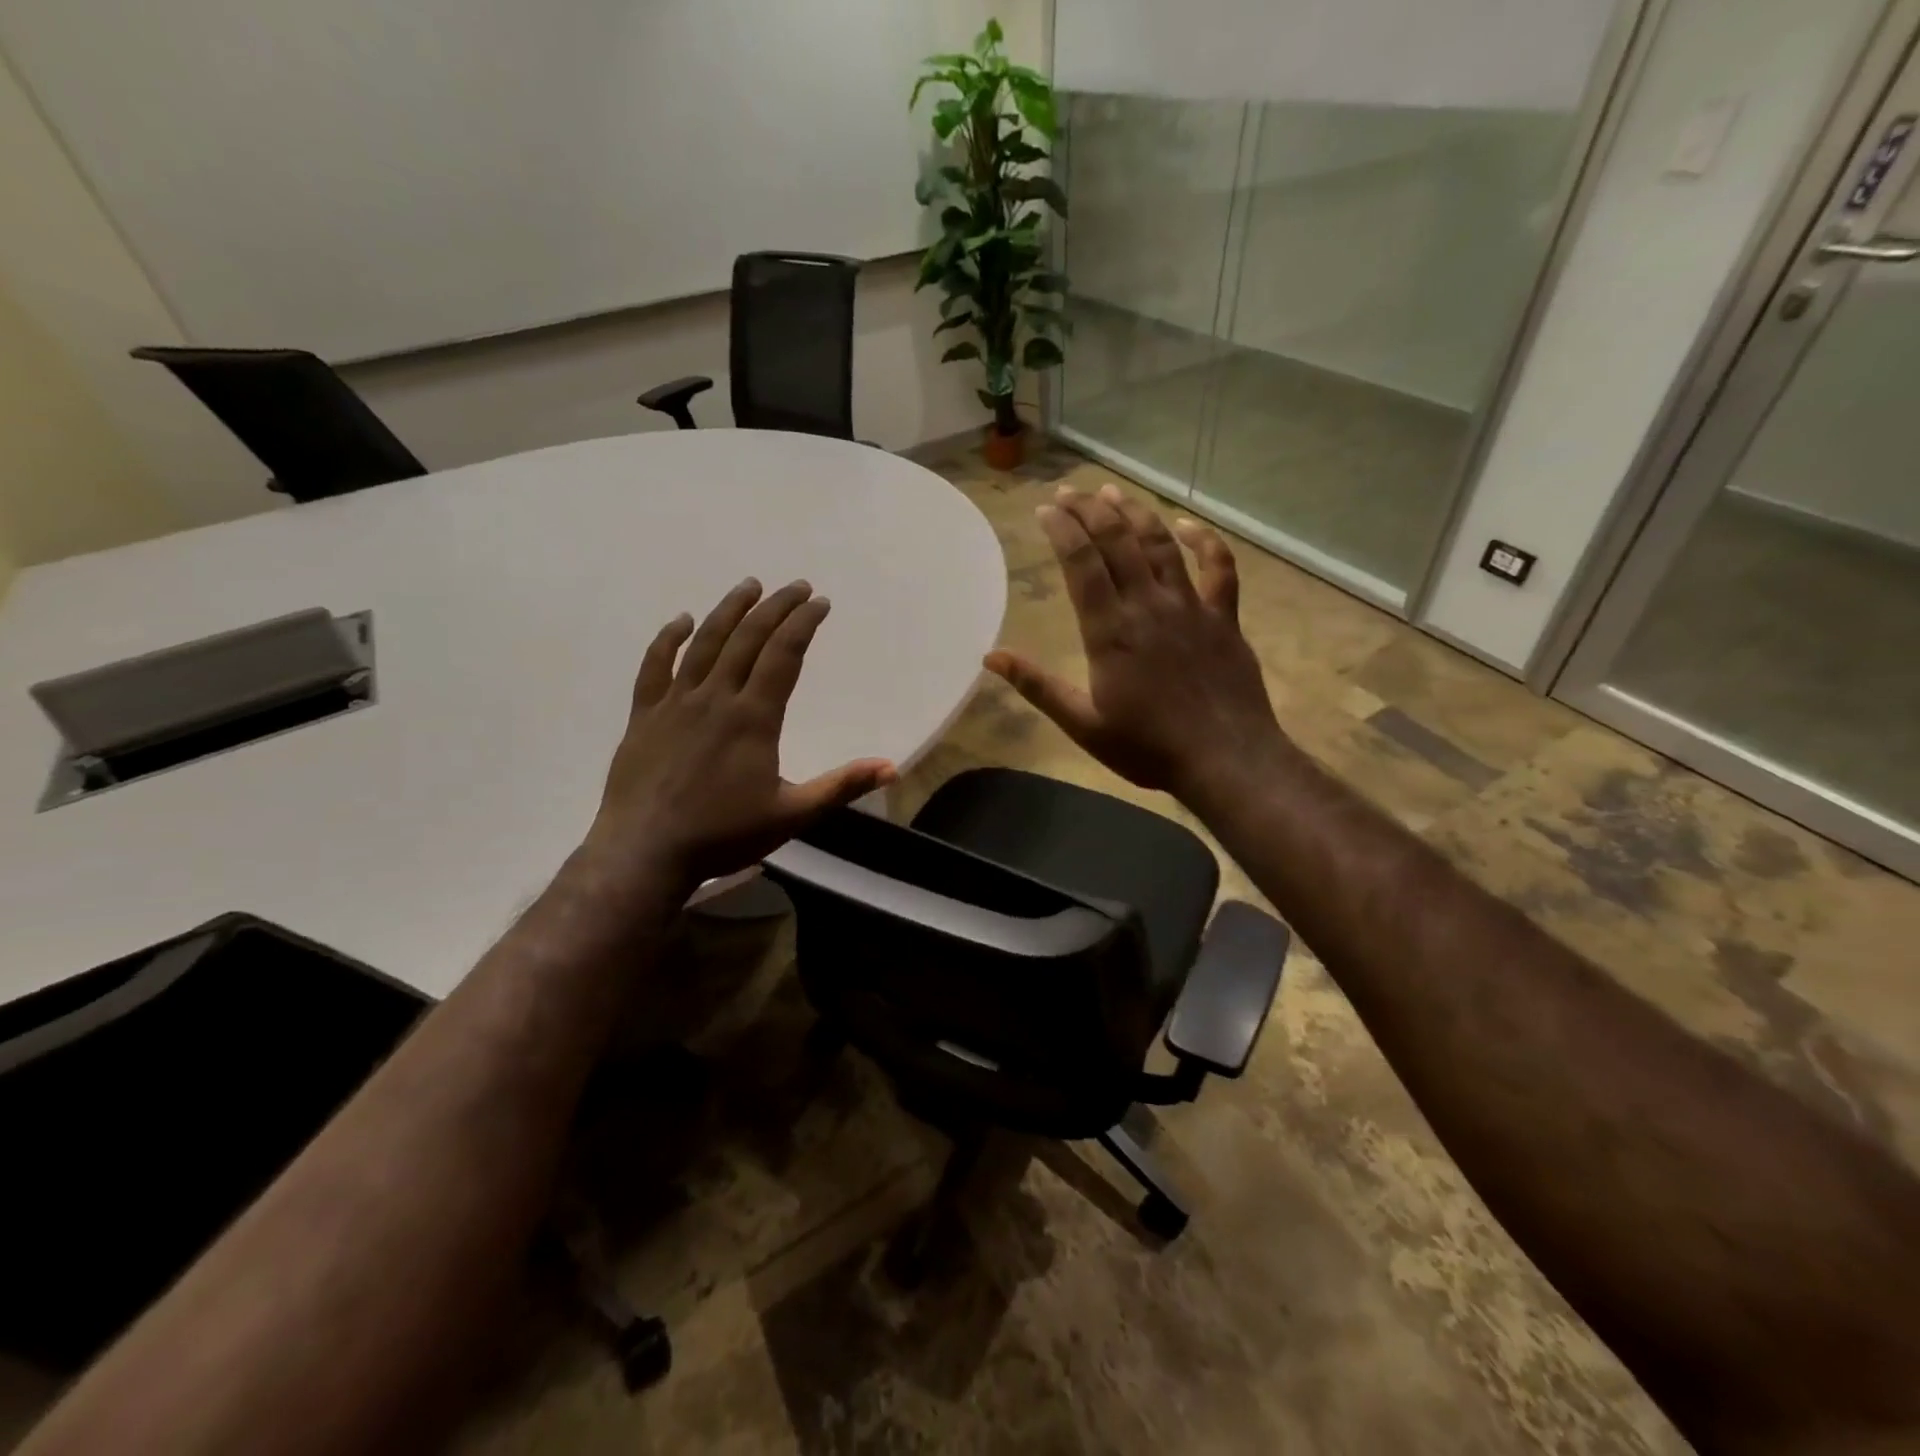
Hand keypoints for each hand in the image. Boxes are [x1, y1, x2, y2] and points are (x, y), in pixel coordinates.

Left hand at [587, 578, 895, 889]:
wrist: (644, 852)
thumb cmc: (723, 835)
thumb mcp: (793, 815)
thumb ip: (841, 786)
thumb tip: (891, 768)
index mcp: (753, 718)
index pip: (784, 655)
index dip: (804, 624)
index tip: (820, 602)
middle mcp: (715, 698)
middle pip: (748, 639)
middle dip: (776, 607)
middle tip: (796, 586)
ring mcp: (675, 703)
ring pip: (704, 643)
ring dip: (729, 610)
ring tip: (749, 586)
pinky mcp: (644, 715)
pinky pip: (655, 666)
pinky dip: (668, 639)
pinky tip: (681, 620)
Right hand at [986, 484, 1286, 803]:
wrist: (1225, 759)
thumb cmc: (1148, 747)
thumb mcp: (1083, 724)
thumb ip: (1038, 687)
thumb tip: (991, 657)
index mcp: (1110, 630)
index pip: (1082, 564)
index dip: (1062, 530)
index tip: (1046, 509)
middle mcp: (1148, 605)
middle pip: (1117, 542)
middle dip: (1090, 510)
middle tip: (1070, 492)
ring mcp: (1190, 606)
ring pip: (1160, 545)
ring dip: (1135, 514)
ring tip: (1112, 492)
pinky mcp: (1223, 617)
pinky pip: (1218, 567)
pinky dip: (1204, 541)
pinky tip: (1188, 524)